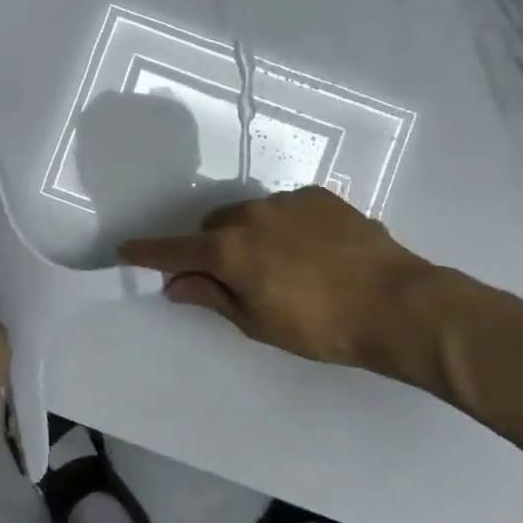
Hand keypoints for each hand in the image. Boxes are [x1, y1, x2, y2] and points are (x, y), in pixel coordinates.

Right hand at [119, 186, 473, 383]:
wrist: (396, 303)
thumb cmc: (320, 326)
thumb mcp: (258, 323)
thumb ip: (212, 297)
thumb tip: (175, 283)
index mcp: (230, 249)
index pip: (175, 249)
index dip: (148, 252)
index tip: (126, 250)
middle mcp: (251, 214)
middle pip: (214, 227)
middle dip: (213, 249)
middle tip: (234, 279)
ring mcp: (287, 200)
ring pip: (251, 215)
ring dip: (251, 236)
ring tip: (283, 267)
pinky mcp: (319, 196)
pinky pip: (286, 208)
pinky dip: (285, 227)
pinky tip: (313, 252)